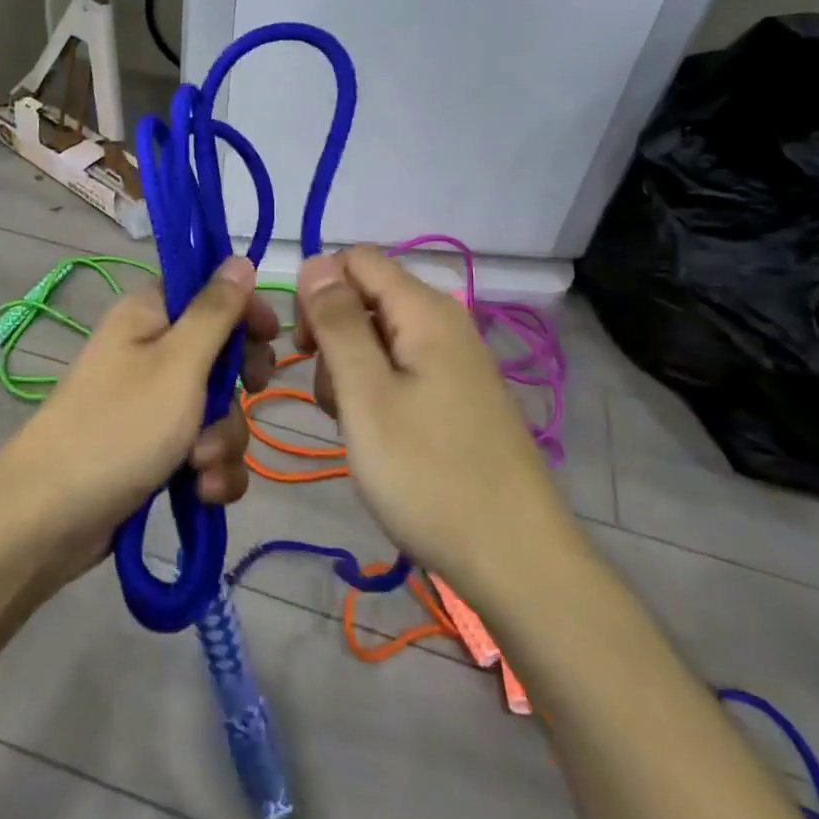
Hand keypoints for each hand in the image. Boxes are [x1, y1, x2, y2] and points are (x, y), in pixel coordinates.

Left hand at [1, 256, 276, 565]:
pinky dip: (210, 470)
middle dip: (238, 386)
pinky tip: (201, 491)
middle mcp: (151, 352)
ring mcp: (152, 404)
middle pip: (221, 352)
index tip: (271, 335)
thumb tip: (239, 259)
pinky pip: (204, 448)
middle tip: (248, 395)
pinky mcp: (155, 449)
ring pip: (219, 408)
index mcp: (149, 316)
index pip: (208, 290)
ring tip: (200, 465)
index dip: (243, 308)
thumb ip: (215, 311)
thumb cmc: (120, 427)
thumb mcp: (178, 363)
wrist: (51, 517)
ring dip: (223, 439)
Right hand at [296, 247, 565, 586]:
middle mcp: (443, 322)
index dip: (318, 289)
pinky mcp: (456, 394)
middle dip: (331, 334)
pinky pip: (400, 369)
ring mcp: (453, 361)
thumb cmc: (429, 473)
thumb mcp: (366, 394)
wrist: (515, 559)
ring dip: (348, 369)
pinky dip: (374, 391)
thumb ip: (338, 322)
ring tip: (351, 423)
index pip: (356, 259)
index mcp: (424, 310)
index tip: (304, 345)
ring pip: (378, 336)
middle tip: (327, 393)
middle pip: (366, 296)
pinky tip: (374, 434)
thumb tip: (315, 261)